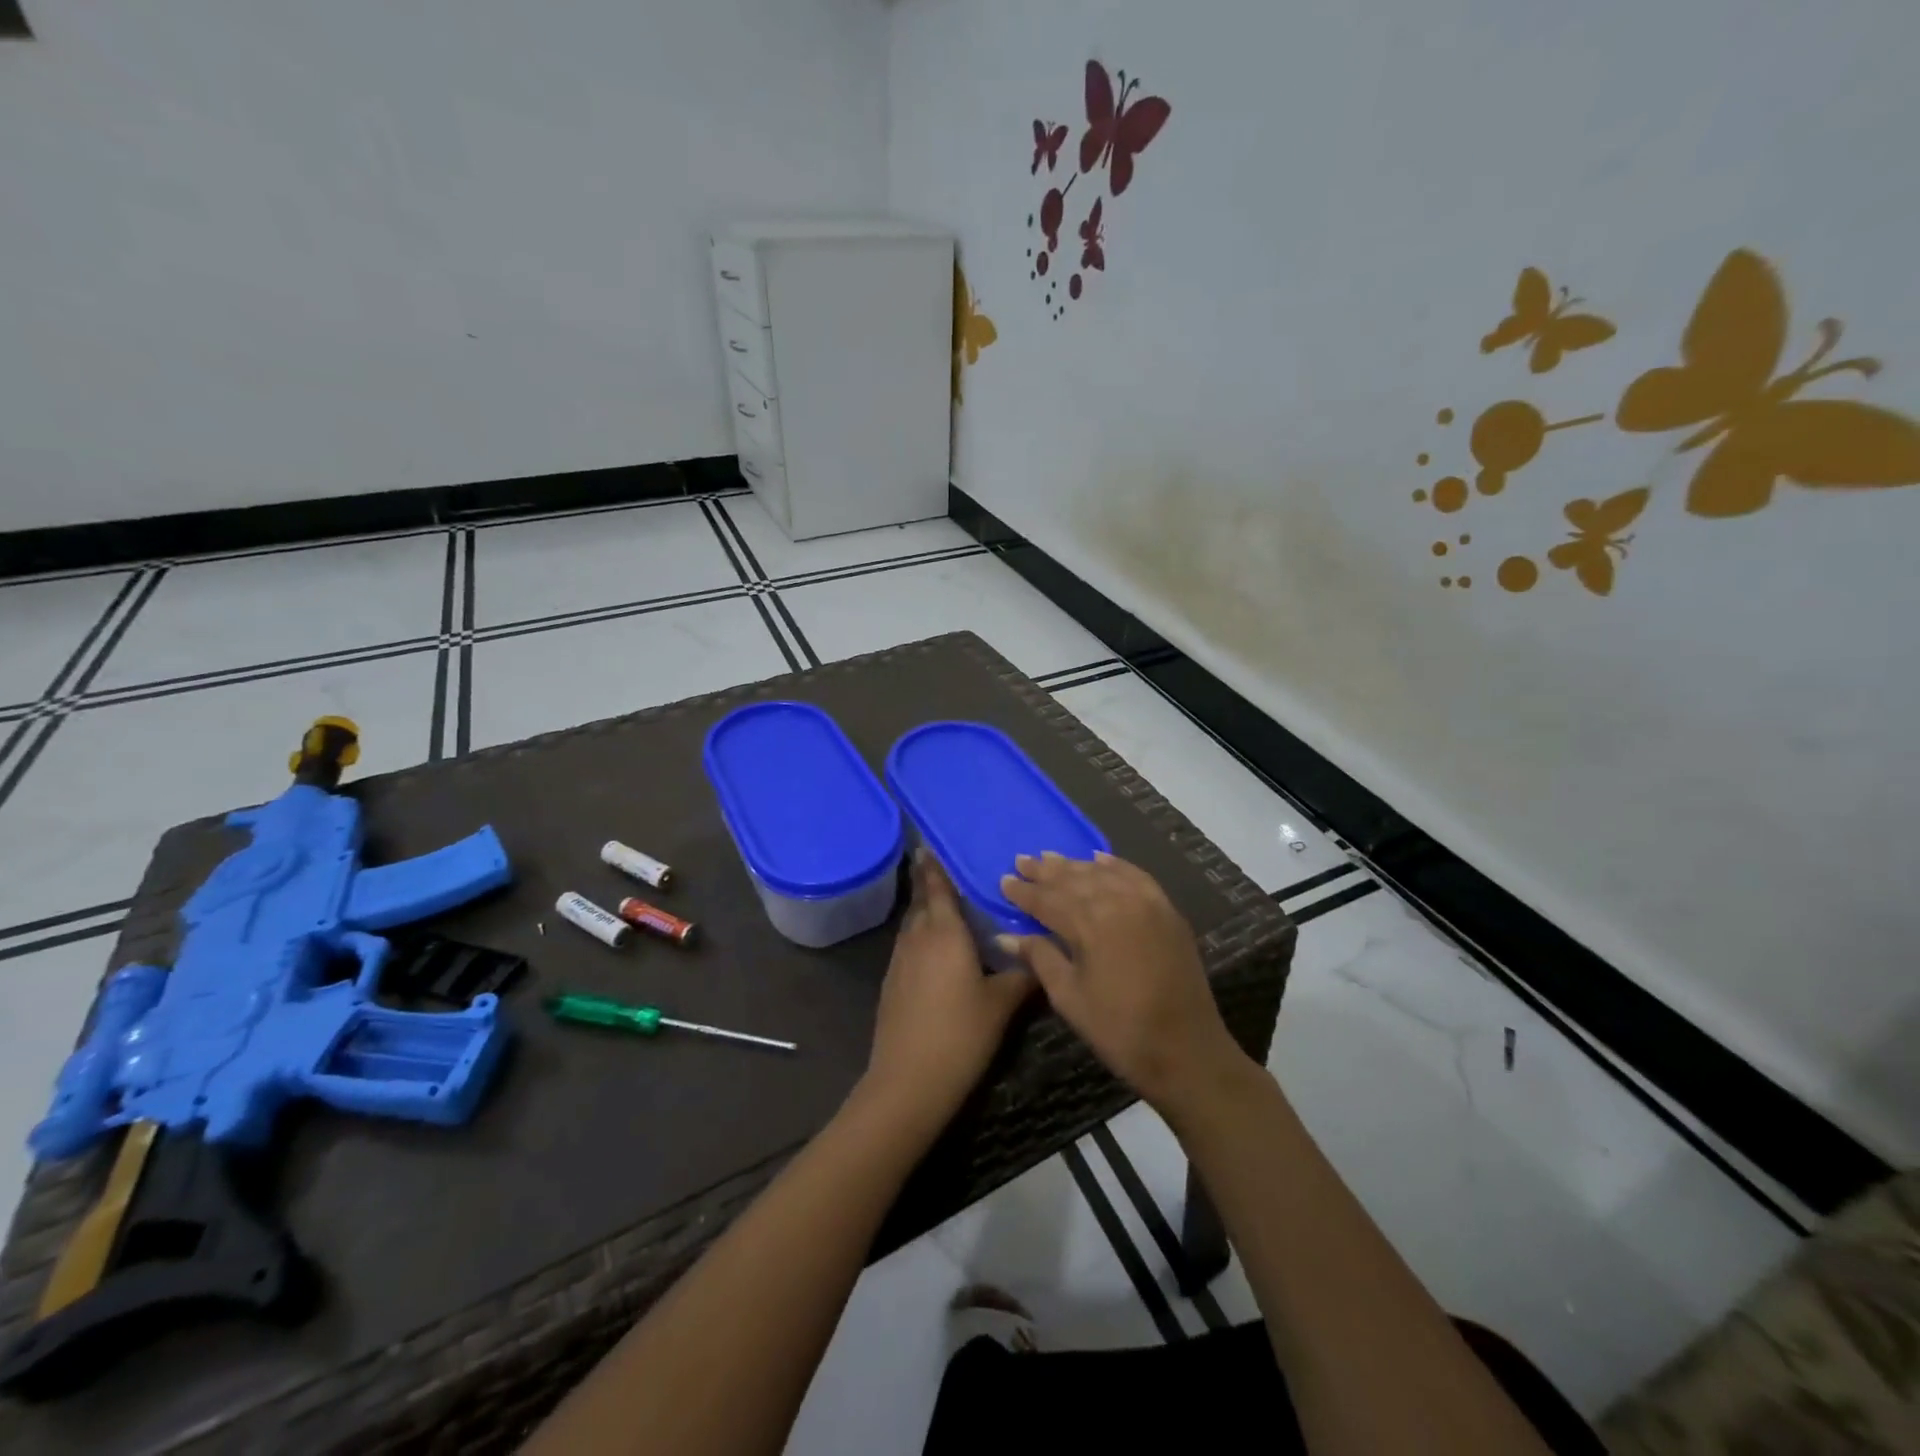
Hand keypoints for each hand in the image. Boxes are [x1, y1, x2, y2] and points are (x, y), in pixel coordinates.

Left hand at [863, 851, 1036, 1124]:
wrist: (908, 1081)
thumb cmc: (960, 1034)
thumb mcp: (1002, 1004)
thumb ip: (1023, 975)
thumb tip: (1042, 957)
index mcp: (944, 932)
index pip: (936, 888)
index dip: (933, 866)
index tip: (929, 844)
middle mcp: (917, 938)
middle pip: (922, 903)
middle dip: (932, 886)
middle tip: (951, 874)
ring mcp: (899, 962)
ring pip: (914, 926)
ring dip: (927, 914)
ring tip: (950, 910)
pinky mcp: (892, 984)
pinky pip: (909, 948)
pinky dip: (922, 939)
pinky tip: (939, 953)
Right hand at [998, 852, 1247, 1113]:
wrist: (1187, 1050)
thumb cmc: (1119, 1030)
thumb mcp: (1070, 998)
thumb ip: (1040, 958)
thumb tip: (1005, 936)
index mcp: (1090, 925)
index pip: (1048, 900)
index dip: (1024, 891)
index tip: (1003, 880)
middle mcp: (1118, 902)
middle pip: (1074, 879)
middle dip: (1045, 871)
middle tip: (1022, 861)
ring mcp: (1147, 903)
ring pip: (1102, 873)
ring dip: (1075, 865)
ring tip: (1051, 858)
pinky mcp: (1167, 911)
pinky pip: (1136, 876)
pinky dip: (1115, 866)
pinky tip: (1100, 859)